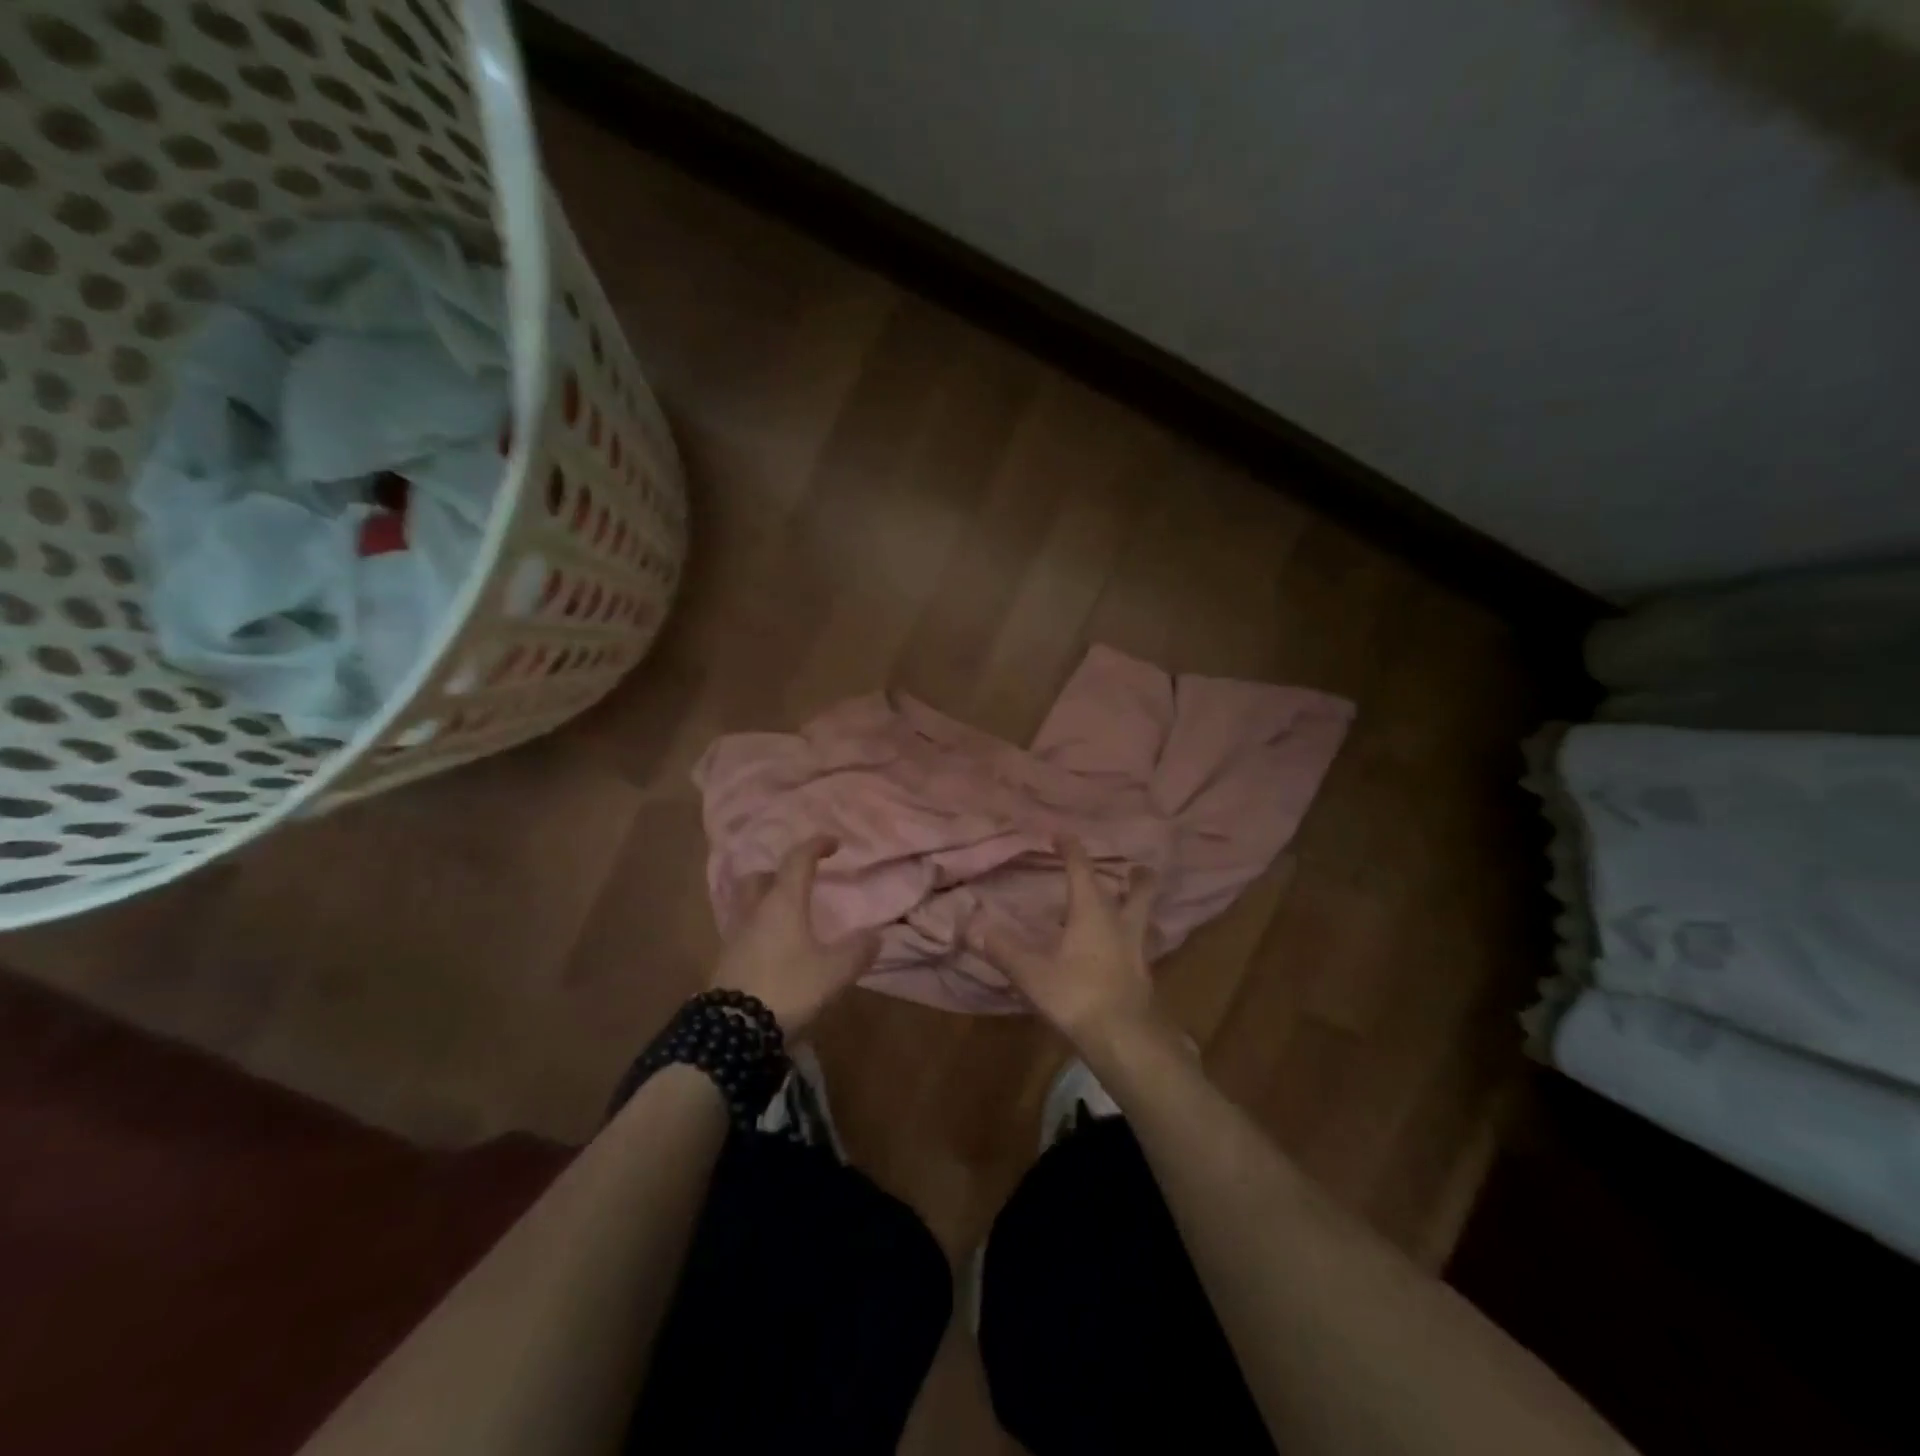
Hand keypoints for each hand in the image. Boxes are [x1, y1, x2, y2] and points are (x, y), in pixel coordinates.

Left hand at [710, 836, 878, 1037]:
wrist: (733, 1032)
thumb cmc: (788, 988)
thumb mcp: (834, 972)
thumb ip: (857, 951)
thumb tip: (875, 936)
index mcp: (782, 903)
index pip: (797, 860)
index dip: (816, 846)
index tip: (834, 844)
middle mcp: (755, 911)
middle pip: (760, 877)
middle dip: (779, 873)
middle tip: (800, 882)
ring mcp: (735, 936)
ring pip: (748, 903)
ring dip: (766, 901)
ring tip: (789, 917)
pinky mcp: (725, 961)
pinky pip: (743, 930)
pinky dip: (759, 928)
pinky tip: (775, 947)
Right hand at [973, 835, 1160, 1047]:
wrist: (1125, 1038)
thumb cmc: (1077, 994)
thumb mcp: (1033, 973)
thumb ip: (1005, 950)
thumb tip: (975, 927)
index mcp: (1093, 911)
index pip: (1082, 869)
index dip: (1071, 849)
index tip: (1061, 835)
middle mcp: (1120, 923)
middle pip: (1138, 890)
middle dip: (1136, 877)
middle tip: (1135, 868)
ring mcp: (1136, 950)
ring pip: (1144, 918)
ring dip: (1139, 907)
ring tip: (1131, 905)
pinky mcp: (1143, 976)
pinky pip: (1139, 946)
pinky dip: (1132, 939)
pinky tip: (1122, 950)